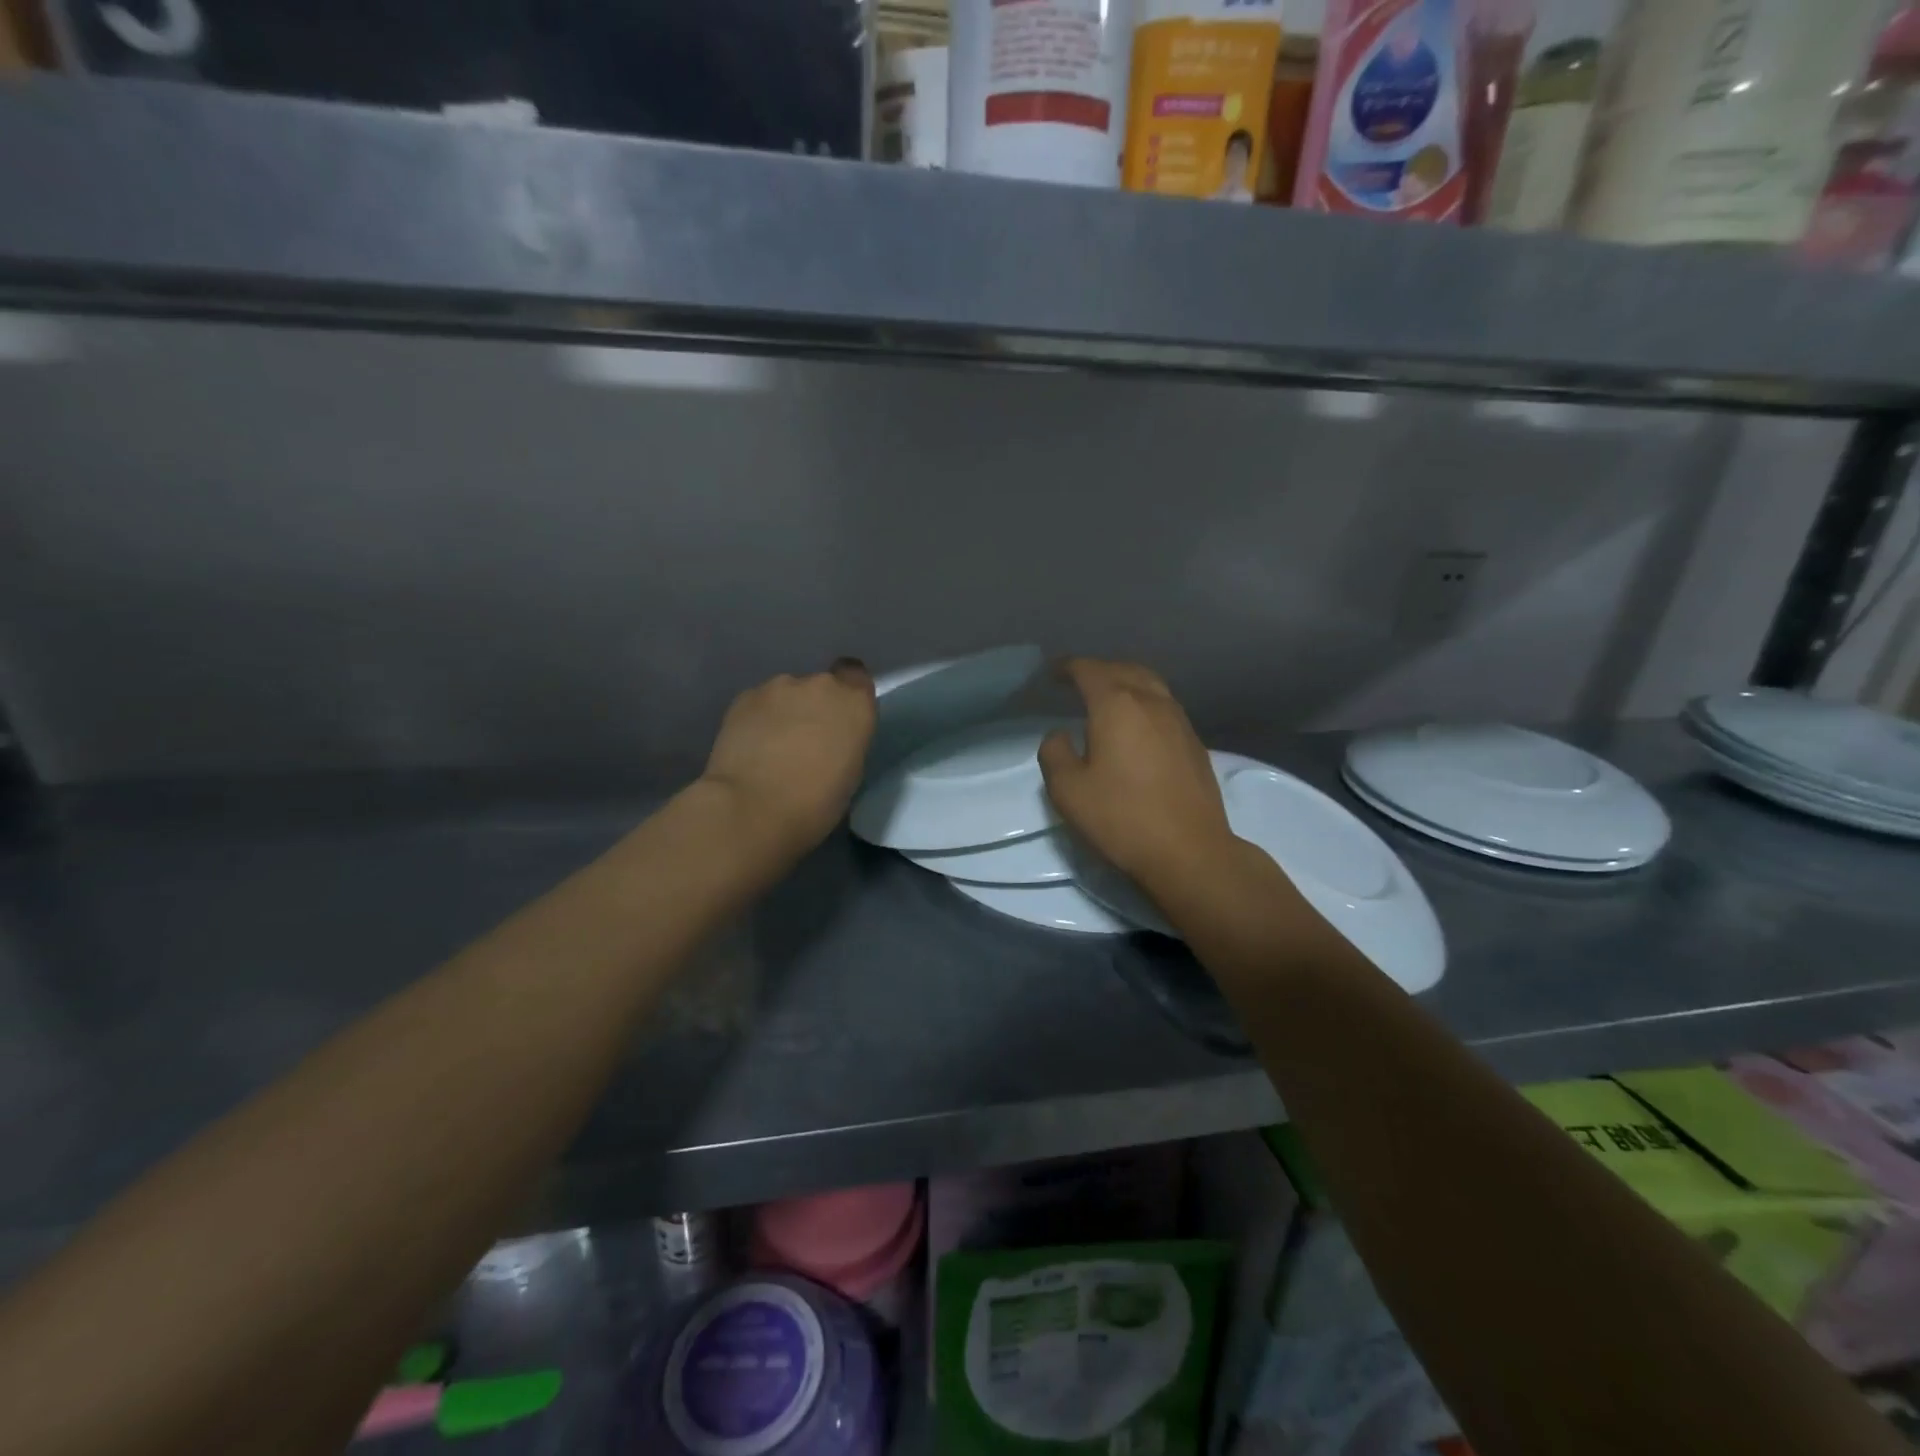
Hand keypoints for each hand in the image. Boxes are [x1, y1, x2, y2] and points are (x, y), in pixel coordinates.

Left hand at [701, 660, 876, 862]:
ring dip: (784, 713)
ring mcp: (778, 687)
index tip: (840, 718)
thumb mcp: (851, 774)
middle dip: (814, 707)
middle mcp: (820, 685)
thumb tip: (830, 739)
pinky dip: (758, 720)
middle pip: (820, 686)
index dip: (847, 693)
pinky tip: (750, 748)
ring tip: (772, 747)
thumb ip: (845, 742)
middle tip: (805, 741)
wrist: (752, 808)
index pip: (856, 676)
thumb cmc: (815, 803)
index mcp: (854, 703)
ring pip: (787, 694)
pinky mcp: (743, 698)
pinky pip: (759, 703)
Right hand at [1038, 659, 1238, 894]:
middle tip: (1078, 682)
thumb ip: (1055, 753)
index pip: (1089, 670)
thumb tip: (1061, 735)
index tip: (1052, 673)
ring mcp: (1179, 721)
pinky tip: (1137, 725)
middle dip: (1098, 670)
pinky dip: (1145, 702)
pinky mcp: (1194, 743)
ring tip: (1108, 697)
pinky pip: (1165, 706)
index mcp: (1117, 705)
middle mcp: (1152, 702)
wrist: (1190, 852)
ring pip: (1150, 685)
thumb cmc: (1122, 818)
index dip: (1067, 667)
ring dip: (1125, 682)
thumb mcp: (1067, 790)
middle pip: (1124, 669)